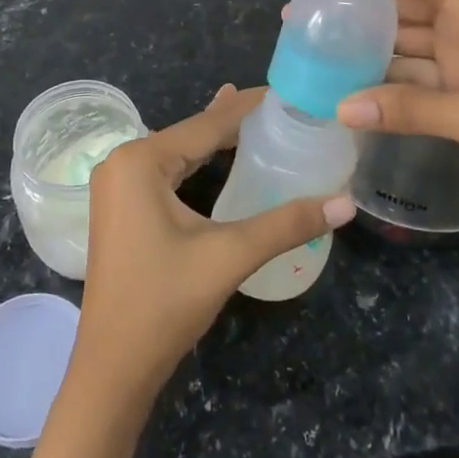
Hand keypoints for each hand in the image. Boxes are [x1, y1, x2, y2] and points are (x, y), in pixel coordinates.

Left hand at [71, 84, 356, 401]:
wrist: (113, 367)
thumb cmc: (164, 303)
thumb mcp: (229, 256)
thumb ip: (286, 224)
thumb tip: (345, 203)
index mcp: (140, 160)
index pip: (206, 123)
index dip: (248, 107)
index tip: (287, 90)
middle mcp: (122, 162)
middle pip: (191, 134)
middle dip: (235, 121)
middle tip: (283, 107)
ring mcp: (117, 186)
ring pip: (178, 152)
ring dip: (215, 140)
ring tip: (256, 119)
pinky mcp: (121, 208)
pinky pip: (165, 172)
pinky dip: (196, 162)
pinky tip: (215, 156)